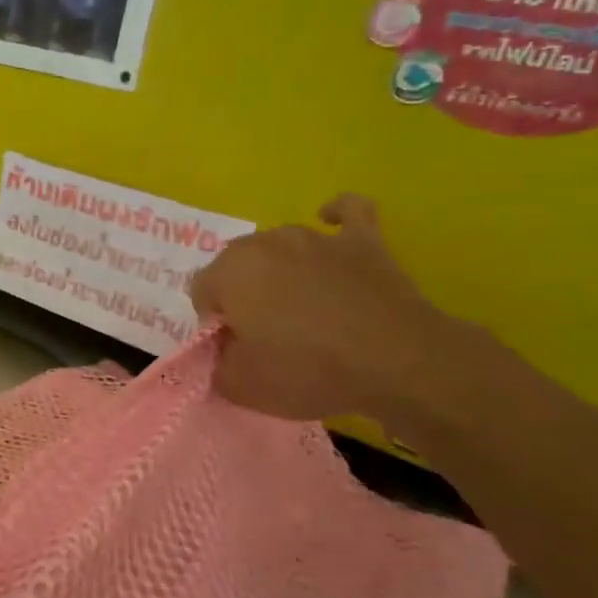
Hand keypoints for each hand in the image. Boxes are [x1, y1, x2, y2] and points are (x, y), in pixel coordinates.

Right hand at [189, 194, 454, 424]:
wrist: (397, 363)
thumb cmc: (307, 372)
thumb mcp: (239, 385)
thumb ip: (215, 361)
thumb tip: (220, 349)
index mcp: (229, 272)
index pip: (201, 292)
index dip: (214, 323)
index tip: (235, 348)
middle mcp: (265, 243)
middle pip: (235, 265)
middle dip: (241, 292)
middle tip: (264, 332)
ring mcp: (315, 237)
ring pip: (280, 246)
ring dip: (279, 270)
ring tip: (300, 305)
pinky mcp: (362, 240)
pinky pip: (346, 212)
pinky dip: (336, 216)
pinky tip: (331, 222)